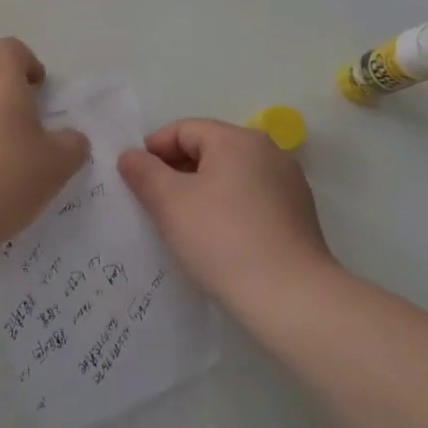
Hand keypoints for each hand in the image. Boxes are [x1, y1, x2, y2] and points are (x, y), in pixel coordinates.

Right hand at [118, 118, 333, 300]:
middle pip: (209, 149)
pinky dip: (227, 208)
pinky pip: (251, 198)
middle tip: (152, 203)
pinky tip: (216, 238)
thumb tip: (130, 155)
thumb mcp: (169, 202)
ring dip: (201, 191)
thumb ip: (144, 172)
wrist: (289, 297)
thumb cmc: (221, 239)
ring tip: (181, 223)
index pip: (183, 130)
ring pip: (230, 175)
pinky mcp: (297, 213)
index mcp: (237, 139)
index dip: (153, 150)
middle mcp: (268, 151)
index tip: (134, 181)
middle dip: (176, 171)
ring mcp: (288, 182)